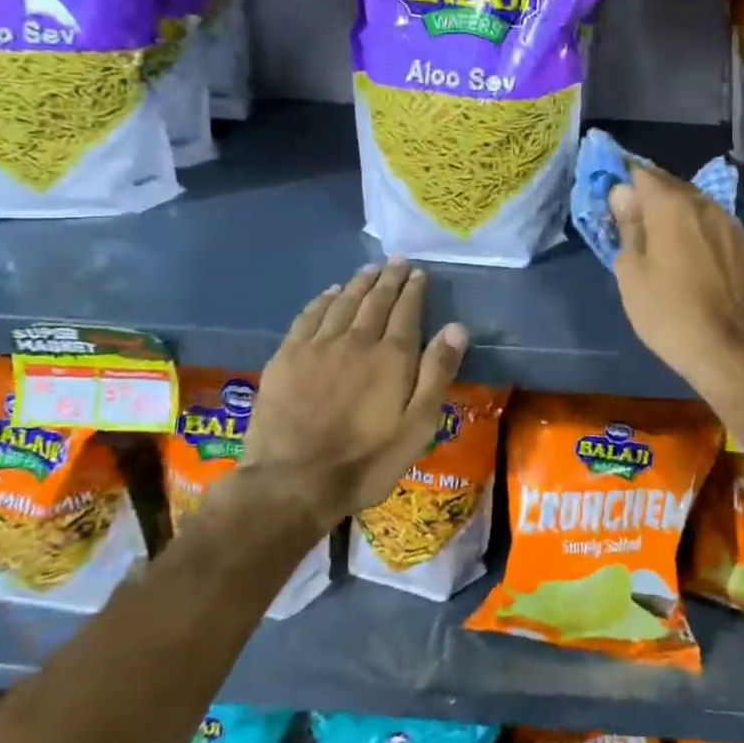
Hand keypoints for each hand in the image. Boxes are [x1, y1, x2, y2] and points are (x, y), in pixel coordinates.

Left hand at [242, 259, 468, 530]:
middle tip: (397, 261)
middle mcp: (357, 340)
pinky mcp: (287, 357)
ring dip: (358, 283)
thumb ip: (437, 373)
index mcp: (392, 356)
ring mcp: (318, 346)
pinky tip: (329, 293)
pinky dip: (322, 300)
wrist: (293, 481)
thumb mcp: (418, 425)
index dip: (414, 289)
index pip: (407, 311)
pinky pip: (309, 316)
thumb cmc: (367, 460)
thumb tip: (456, 327)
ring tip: (370, 269)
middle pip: (375, 300)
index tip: (419, 272)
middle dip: (389, 278)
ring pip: (342, 302)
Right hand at [609, 165, 743, 399]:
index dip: (624, 183)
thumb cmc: (668, 312)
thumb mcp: (631, 273)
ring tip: (665, 243)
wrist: (729, 350)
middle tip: (635, 224)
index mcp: (672, 205)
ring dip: (679, 216)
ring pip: (698, 207)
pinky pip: (717, 230)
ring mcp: (732, 226)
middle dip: (651, 198)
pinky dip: (702, 236)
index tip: (614, 202)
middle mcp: (706, 204)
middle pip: (672, 187)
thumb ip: (628, 226)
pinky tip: (695, 261)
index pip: (642, 174)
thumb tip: (623, 194)